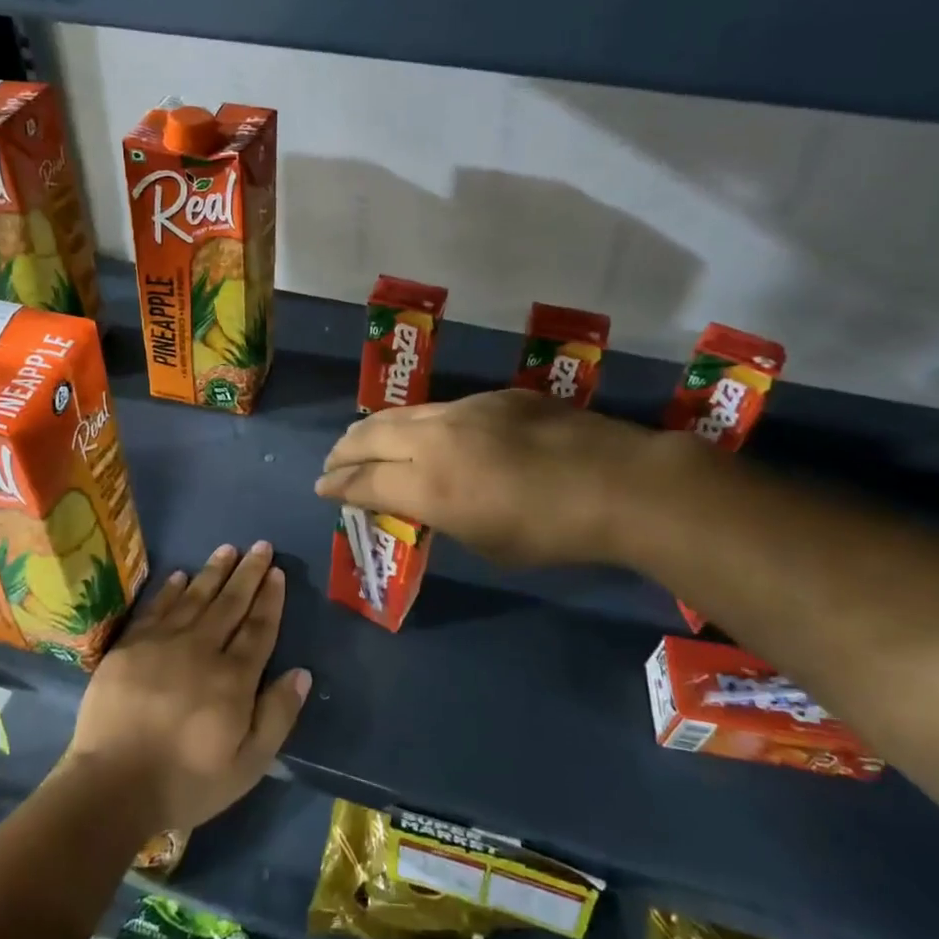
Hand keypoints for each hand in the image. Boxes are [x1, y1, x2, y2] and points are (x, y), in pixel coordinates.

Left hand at [64, 542, 310, 834]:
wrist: (111, 787)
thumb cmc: (186, 781)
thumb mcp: (248, 764)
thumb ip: (277, 715)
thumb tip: (301, 672)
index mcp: (233, 679)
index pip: (258, 628)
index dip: (270, 599)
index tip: (277, 572)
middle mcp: (201, 650)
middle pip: (230, 604)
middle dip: (248, 573)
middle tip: (260, 546)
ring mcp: (161, 644)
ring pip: (194, 598)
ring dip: (213, 572)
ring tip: (227, 549)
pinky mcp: (129, 647)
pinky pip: (155, 609)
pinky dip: (169, 590)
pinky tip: (179, 575)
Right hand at [315, 389, 662, 567]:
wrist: (618, 483)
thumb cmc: (551, 532)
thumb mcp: (484, 541)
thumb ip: (442, 515)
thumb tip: (424, 499)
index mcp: (429, 484)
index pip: (365, 481)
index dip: (337, 486)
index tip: (321, 488)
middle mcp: (436, 438)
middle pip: (371, 436)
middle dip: (344, 450)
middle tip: (330, 462)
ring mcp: (466, 409)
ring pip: (404, 414)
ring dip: (376, 429)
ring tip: (363, 438)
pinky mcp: (495, 396)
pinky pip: (442, 408)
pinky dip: (420, 423)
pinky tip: (428, 433)